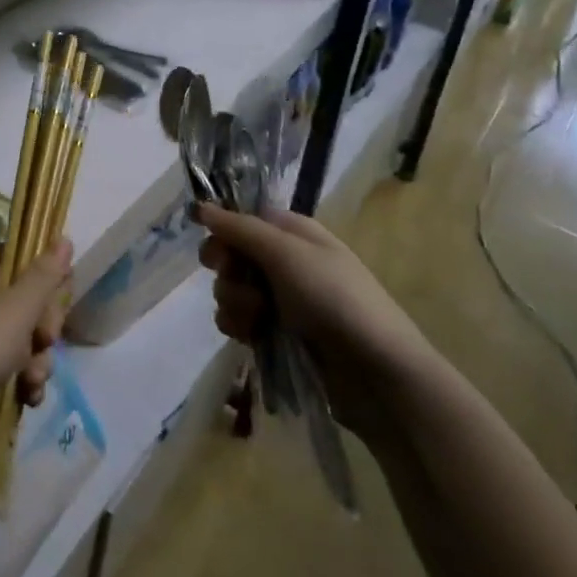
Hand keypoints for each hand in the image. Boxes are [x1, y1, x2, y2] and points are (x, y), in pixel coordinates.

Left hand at [0, 242, 72, 462]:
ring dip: (38, 358)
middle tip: (44, 339)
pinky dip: (25, 379)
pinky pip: (15, 364)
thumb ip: (45, 275)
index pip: (19, 255)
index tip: (61, 291)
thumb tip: (64, 238)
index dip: (44, 272)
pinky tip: (27, 395)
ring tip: (32, 378)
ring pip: (27, 335)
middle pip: (28, 297)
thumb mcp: (17, 309)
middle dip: (45, 324)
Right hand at [197, 205, 433, 439]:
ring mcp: (281, 299)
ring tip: (257, 320)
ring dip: (234, 303)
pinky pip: (239, 320)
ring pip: (231, 289)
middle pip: (232, 255)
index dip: (224, 232)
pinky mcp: (277, 333)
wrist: (376, 371)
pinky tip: (252, 337)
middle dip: (227, 273)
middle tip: (243, 286)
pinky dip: (239, 326)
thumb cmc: (334, 298)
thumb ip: (240, 228)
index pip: (242, 219)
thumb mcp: (287, 253)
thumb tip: (201, 206)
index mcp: (292, 233)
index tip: (218, 250)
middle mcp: (285, 261)